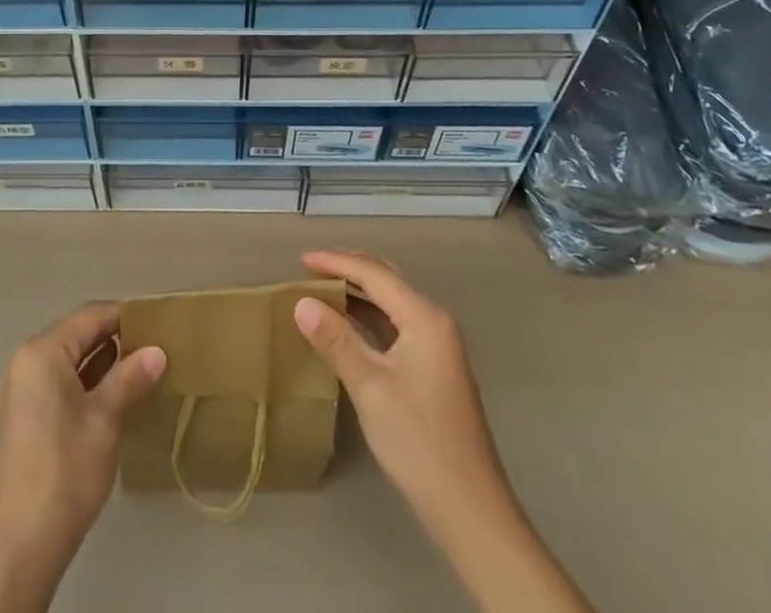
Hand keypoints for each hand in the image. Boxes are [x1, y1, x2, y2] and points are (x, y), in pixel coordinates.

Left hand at [0, 303, 165, 612]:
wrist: (18, 548)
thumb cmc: (64, 472)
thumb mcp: (105, 420)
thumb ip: (130, 378)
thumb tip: (157, 350)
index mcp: (42, 352)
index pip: (91, 316)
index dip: (126, 317)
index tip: (160, 326)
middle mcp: (27, 363)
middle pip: (78, 337)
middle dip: (117, 342)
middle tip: (156, 351)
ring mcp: (22, 392)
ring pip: (70, 363)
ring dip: (103, 366)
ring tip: (143, 375)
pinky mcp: (23, 420)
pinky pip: (59, 386)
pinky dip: (86, 387)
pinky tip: (114, 402)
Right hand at [293, 251, 511, 545]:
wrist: (470, 510)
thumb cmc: (418, 442)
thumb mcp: (370, 387)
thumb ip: (336, 340)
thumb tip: (302, 302)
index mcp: (425, 317)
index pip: (375, 274)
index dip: (336, 262)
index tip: (300, 260)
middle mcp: (435, 322)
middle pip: (387, 280)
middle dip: (349, 270)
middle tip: (310, 269)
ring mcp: (438, 346)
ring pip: (392, 303)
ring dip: (358, 293)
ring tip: (322, 290)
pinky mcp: (435, 369)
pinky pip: (396, 325)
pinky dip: (369, 317)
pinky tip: (348, 326)